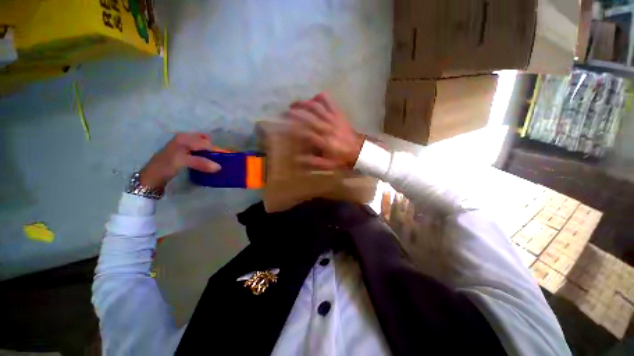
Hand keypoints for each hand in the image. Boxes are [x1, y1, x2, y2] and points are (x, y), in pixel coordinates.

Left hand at [140, 133, 220, 189]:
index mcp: (184, 138)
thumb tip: (219, 167)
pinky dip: (205, 153)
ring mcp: (184, 144)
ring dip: (209, 151)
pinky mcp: (184, 151)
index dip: (215, 151)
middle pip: (205, 141)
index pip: (206, 143)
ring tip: (214, 160)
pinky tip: (206, 161)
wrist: (152, 177)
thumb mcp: (183, 162)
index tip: (222, 160)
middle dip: (213, 149)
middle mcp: (185, 138)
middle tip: (219, 159)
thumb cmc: (166, 167)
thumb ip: (201, 163)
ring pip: (203, 144)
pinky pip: (199, 149)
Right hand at [287, 92, 364, 169]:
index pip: (305, 133)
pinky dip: (319, 97)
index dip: (292, 129)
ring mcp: (333, 118)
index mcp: (324, 142)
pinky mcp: (338, 113)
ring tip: (293, 105)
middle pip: (307, 116)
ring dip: (303, 103)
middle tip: (283, 114)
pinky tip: (313, 100)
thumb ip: (312, 162)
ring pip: (315, 106)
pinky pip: (328, 101)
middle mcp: (327, 127)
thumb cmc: (341, 159)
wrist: (359, 151)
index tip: (283, 128)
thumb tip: (296, 158)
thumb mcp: (326, 165)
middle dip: (293, 114)